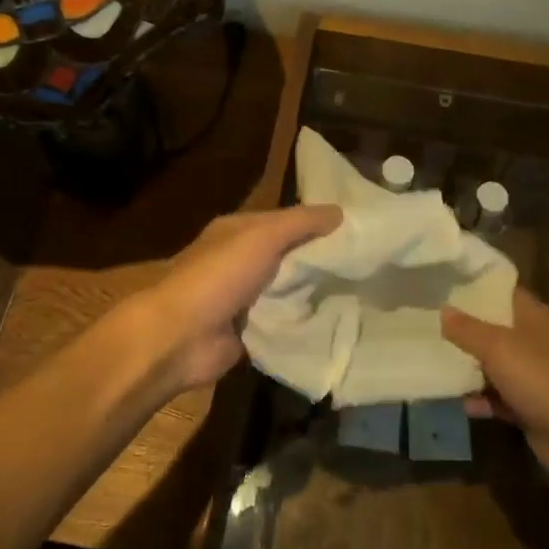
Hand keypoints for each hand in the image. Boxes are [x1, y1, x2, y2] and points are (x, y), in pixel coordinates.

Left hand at [131, 204, 342, 394]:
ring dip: (315, 291)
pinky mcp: (249, 331)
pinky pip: (284, 320)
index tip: (358, 229)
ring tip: (361, 291)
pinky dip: (303, 320)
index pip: (285, 220)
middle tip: (367, 263)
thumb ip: (301, 222)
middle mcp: (240, 261)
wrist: (181, 336)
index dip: (318, 223)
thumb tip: (341, 211)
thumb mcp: (263, 236)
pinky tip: (336, 319)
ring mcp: (243, 298)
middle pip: (289, 255)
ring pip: (289, 289)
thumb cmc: (219, 276)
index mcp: (237, 231)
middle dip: (321, 259)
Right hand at [442, 288, 548, 487]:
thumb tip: (444, 310)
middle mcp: (534, 341)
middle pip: (495, 328)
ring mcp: (533, 375)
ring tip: (434, 362)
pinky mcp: (529, 406)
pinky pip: (498, 397)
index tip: (444, 285)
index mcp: (533, 317)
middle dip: (465, 329)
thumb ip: (467, 329)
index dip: (476, 287)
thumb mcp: (497, 347)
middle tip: (429, 323)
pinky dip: (481, 400)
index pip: (503, 291)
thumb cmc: (539, 377)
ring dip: (470, 368)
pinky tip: (459, 403)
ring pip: (494, 365)